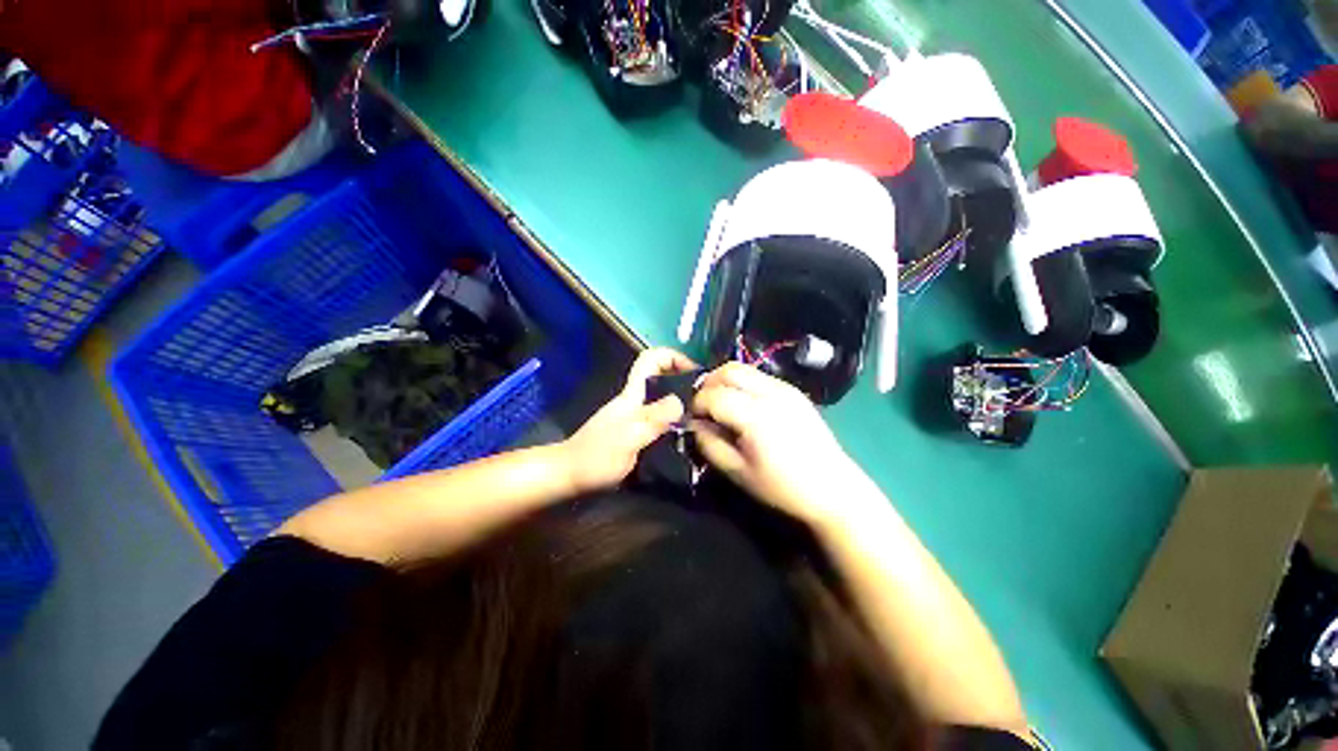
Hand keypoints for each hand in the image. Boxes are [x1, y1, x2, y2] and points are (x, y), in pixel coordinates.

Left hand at [560, 348, 694, 493]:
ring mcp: (634, 418)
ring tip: (703, 419)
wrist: (569, 476)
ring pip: (662, 400)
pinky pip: (660, 420)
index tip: (695, 373)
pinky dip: (675, 423)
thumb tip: (682, 400)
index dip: (673, 357)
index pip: (650, 359)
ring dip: (682, 404)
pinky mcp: (635, 433)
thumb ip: (654, 419)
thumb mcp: (629, 437)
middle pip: (661, 378)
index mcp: (632, 395)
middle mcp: (634, 401)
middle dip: (684, 382)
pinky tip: (686, 437)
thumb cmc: (596, 457)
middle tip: (707, 401)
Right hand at [691, 362, 873, 526]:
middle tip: (703, 407)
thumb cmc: (782, 486)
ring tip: (721, 405)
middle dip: (708, 384)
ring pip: (744, 369)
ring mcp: (785, 388)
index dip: (697, 404)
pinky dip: (743, 384)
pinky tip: (743, 406)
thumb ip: (709, 444)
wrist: (833, 488)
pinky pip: (760, 377)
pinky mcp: (794, 391)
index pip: (714, 394)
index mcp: (756, 415)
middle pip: (729, 370)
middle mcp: (771, 393)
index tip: (692, 419)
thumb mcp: (738, 472)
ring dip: (725, 382)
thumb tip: (693, 424)